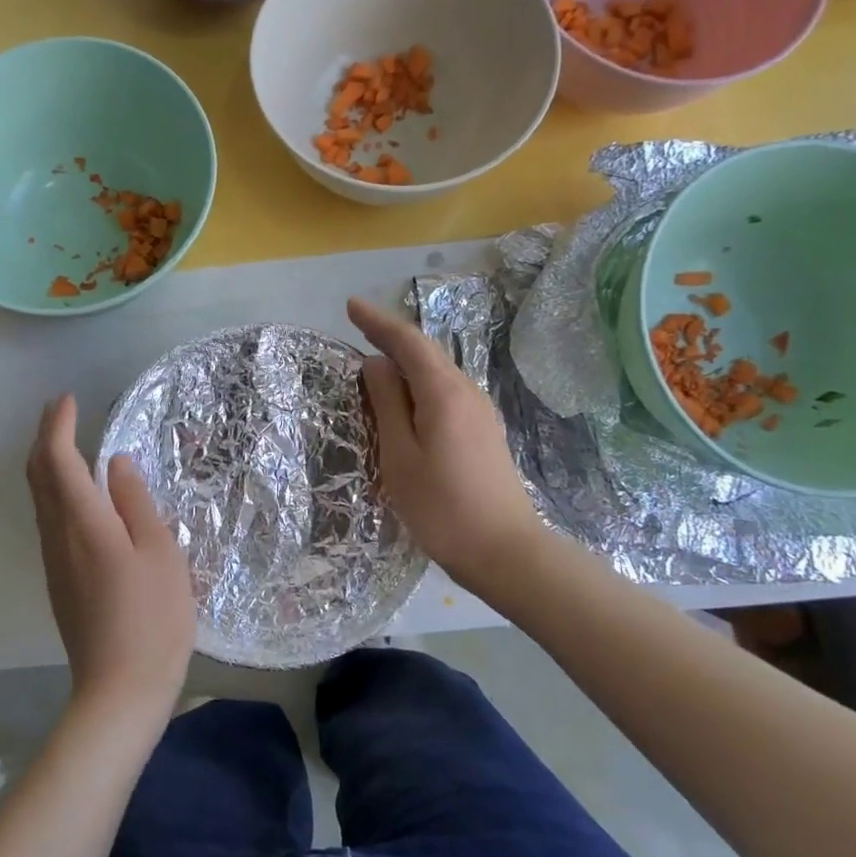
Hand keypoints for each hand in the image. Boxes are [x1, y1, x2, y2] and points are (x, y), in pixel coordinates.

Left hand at [27, 395, 196, 716]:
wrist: (119, 690)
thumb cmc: (152, 618)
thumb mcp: (160, 553)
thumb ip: (136, 503)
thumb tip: (116, 464)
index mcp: (84, 523)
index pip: (57, 459)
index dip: (58, 425)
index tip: (67, 399)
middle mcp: (57, 536)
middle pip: (36, 475)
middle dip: (43, 437)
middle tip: (61, 411)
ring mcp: (54, 561)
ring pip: (38, 498)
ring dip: (47, 463)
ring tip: (68, 442)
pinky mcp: (58, 581)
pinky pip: (48, 519)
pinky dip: (55, 491)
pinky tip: (77, 494)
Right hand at [348, 297, 543, 595]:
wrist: (505, 550)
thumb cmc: (442, 507)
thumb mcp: (400, 456)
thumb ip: (386, 405)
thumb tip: (376, 364)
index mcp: (443, 393)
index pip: (408, 342)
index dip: (378, 322)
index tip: (350, 306)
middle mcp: (467, 392)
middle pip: (426, 353)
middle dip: (391, 337)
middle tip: (358, 328)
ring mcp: (480, 412)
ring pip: (437, 373)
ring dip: (406, 362)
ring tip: (375, 362)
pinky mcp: (484, 433)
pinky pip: (446, 393)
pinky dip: (420, 385)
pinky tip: (405, 400)